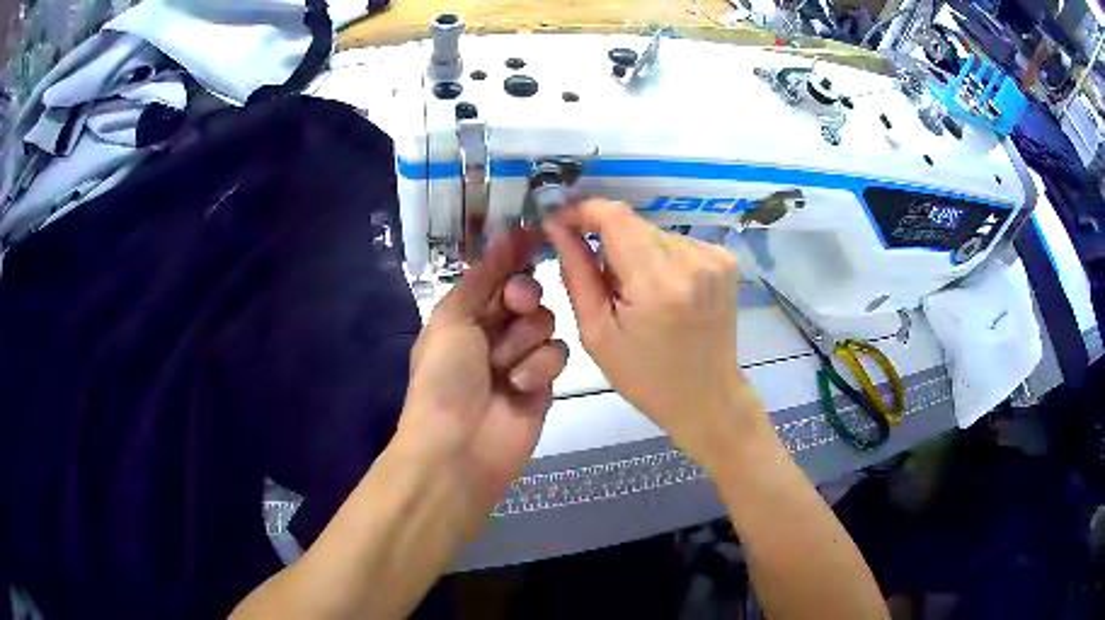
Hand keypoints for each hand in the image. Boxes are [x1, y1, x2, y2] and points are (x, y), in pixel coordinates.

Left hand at [392, 229, 567, 529]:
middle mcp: (495, 330)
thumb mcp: (452, 317)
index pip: (498, 273)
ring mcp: (522, 357)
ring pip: (547, 321)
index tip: (538, 234)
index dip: (515, 255)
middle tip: (514, 306)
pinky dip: (539, 367)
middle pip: (529, 292)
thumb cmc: (446, 378)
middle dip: (523, 296)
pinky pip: (558, 353)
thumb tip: (508, 233)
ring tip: (504, 367)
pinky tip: (520, 388)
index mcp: (467, 313)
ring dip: (525, 340)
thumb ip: (483, 275)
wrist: (459, 448)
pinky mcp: (544, 382)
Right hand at [543, 199, 760, 455]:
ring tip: (632, 291)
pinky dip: (658, 257)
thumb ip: (576, 272)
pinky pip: (676, 242)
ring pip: (653, 231)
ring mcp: (714, 257)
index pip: (614, 216)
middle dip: (605, 237)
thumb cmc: (645, 377)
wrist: (707, 397)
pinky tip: (660, 290)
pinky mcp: (725, 260)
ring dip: (633, 250)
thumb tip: (557, 225)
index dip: (582, 210)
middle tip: (595, 272)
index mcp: (657, 284)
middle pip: (633, 222)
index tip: (561, 222)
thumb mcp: (597, 332)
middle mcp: (692, 260)